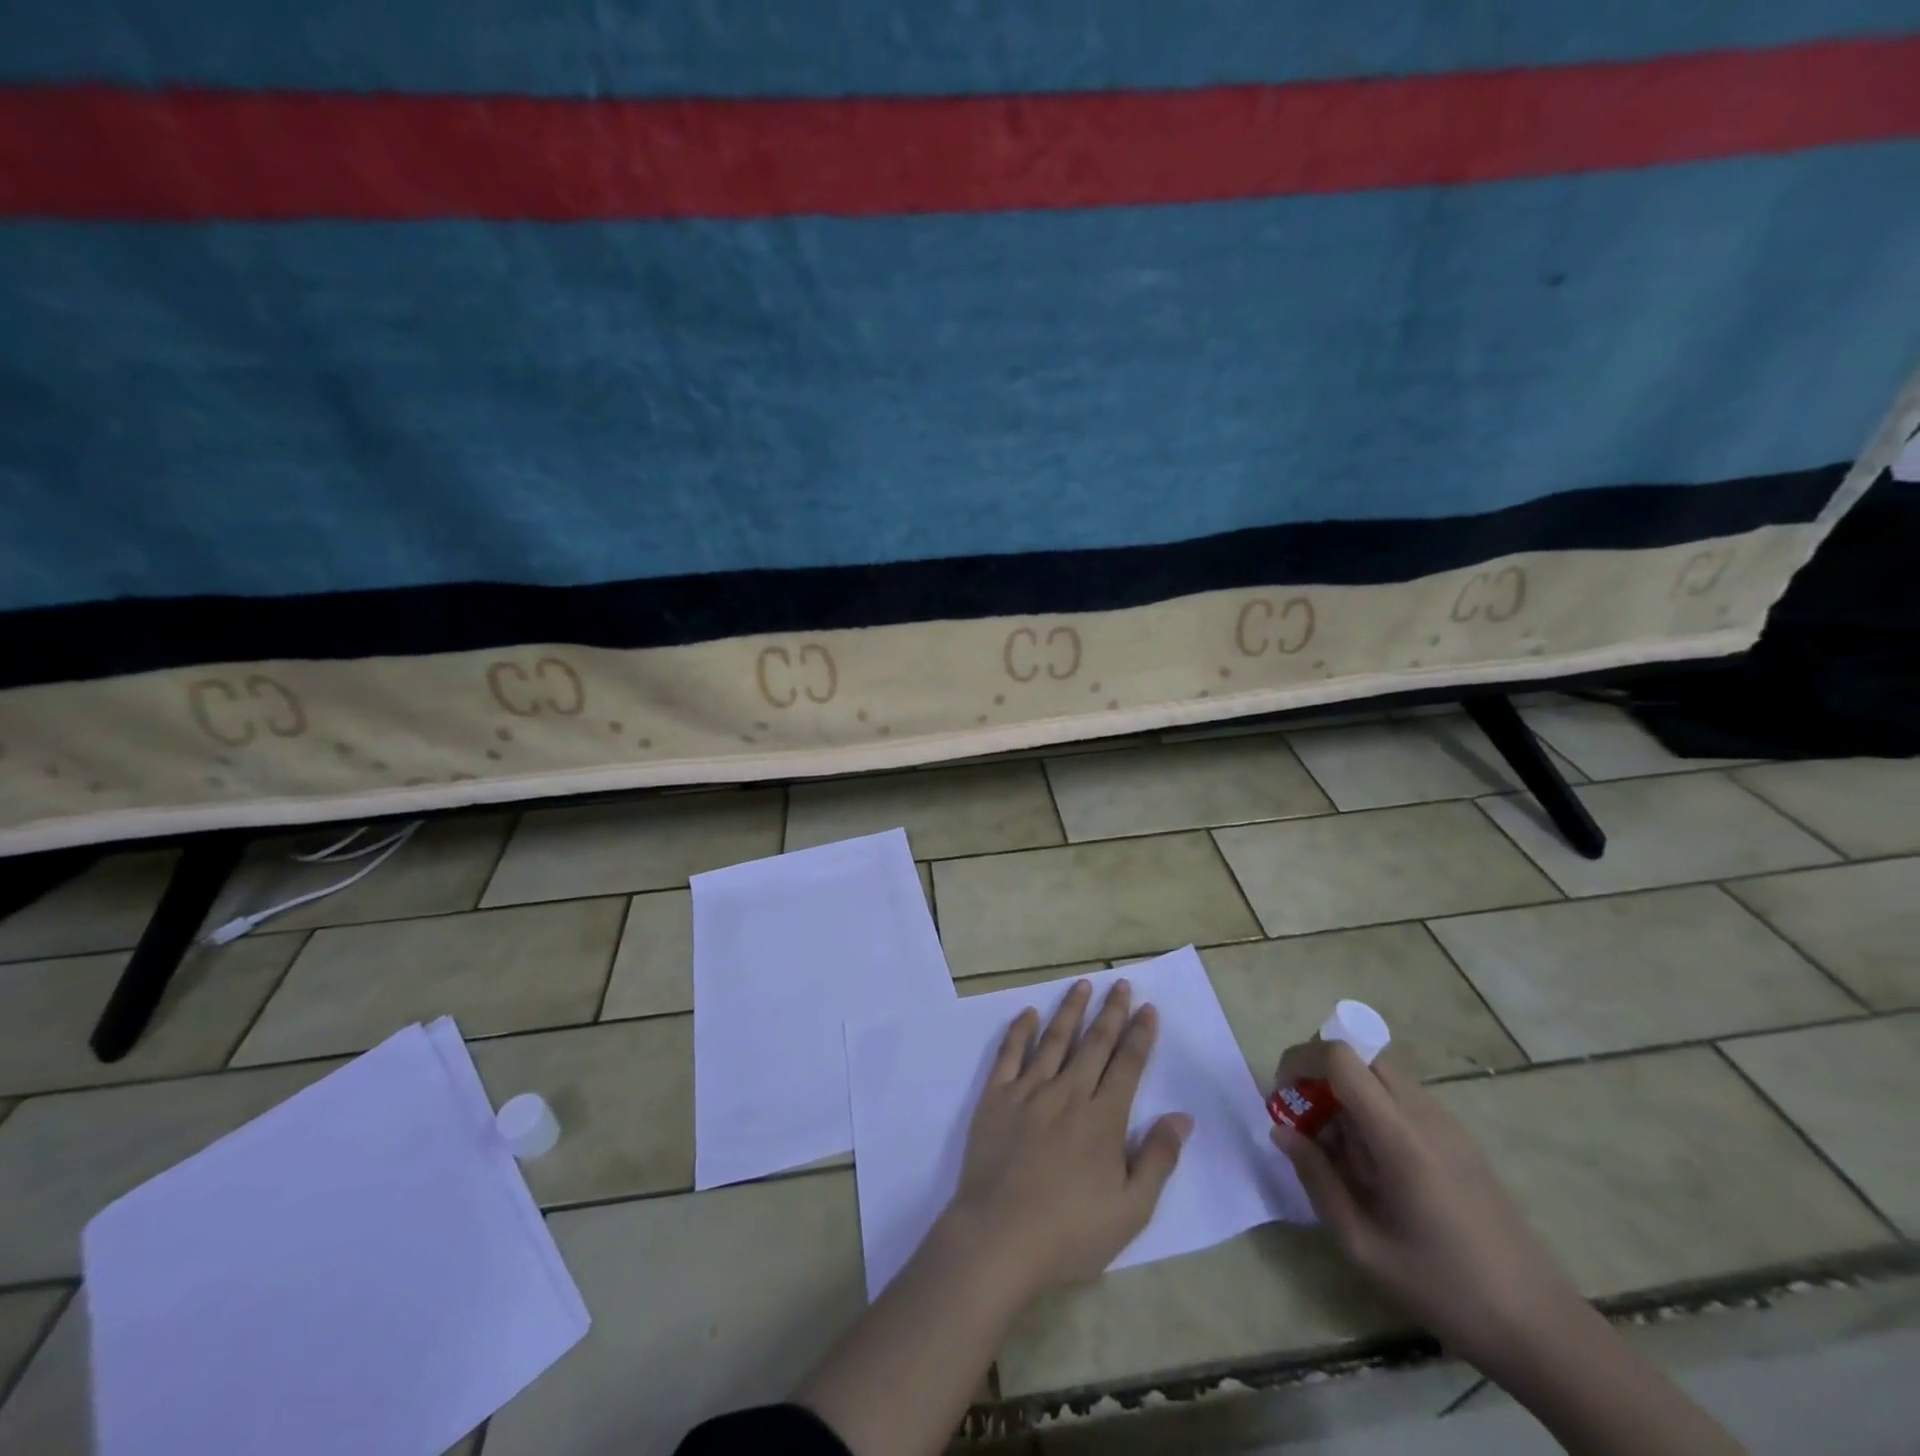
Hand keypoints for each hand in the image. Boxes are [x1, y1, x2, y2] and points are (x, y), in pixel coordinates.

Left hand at [942, 979, 1191, 1298]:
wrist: (999, 1237)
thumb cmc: (1070, 1232)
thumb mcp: (1131, 1210)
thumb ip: (1158, 1160)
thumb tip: (1182, 1117)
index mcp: (1103, 1119)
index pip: (1127, 1065)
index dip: (1139, 1034)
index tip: (1148, 1008)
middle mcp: (1068, 1093)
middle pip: (1094, 1044)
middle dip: (1111, 1011)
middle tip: (1120, 983)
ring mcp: (1029, 1091)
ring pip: (1054, 1039)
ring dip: (1070, 1010)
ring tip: (1082, 984)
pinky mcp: (996, 1097)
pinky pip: (1009, 1054)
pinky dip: (1020, 1031)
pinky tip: (1028, 1013)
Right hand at [1268, 1040, 1585, 1375]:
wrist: (1543, 1329)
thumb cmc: (1445, 1290)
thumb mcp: (1363, 1246)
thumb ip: (1317, 1180)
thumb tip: (1281, 1131)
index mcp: (1401, 1138)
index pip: (1342, 1058)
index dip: (1302, 1060)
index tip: (1282, 1094)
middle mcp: (1426, 1117)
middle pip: (1362, 1058)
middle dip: (1321, 1075)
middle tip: (1304, 1120)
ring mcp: (1450, 1127)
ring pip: (1383, 1077)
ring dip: (1348, 1095)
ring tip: (1338, 1152)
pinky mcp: (1462, 1142)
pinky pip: (1404, 1102)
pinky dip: (1374, 1112)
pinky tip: (1376, 1168)